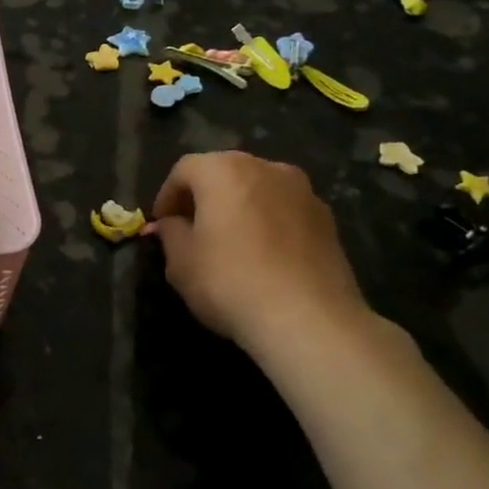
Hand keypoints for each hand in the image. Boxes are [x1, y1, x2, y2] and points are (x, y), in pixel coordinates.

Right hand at [152, 151, 370, 360]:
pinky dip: (267, 222)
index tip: (161, 225)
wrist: (308, 320)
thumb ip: (170, 233)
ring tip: (229, 242)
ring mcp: (302, 191)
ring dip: (238, 206)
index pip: (184, 169)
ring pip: (257, 189)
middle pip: (224, 172)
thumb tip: (172, 224)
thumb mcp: (180, 262)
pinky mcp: (327, 219)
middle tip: (191, 229)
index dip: (167, 196)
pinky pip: (284, 210)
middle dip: (203, 196)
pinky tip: (263, 255)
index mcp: (224, 171)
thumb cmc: (230, 283)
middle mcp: (266, 168)